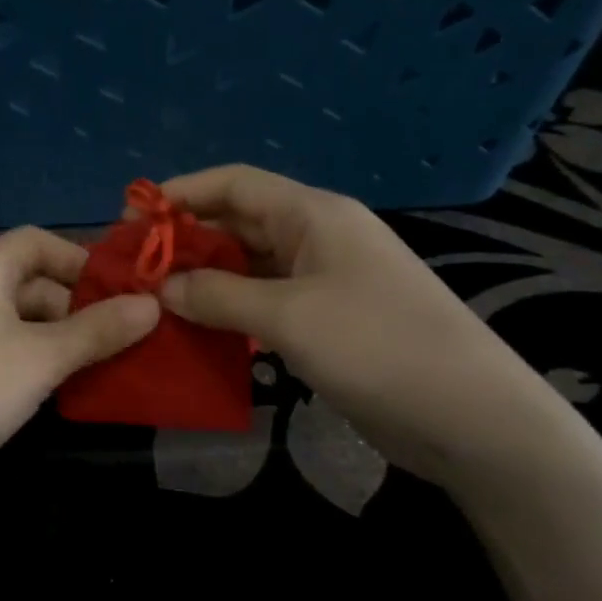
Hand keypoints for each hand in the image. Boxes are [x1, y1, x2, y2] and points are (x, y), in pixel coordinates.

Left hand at [0, 228, 159, 522]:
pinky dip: (30, 361)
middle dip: (76, 305)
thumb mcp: (40, 358)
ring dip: (57, 338)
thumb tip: (152, 304)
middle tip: (120, 339)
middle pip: (29, 280)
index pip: (38, 241)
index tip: (122, 293)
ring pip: (16, 320)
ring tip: (98, 367)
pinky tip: (55, 390)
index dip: (82, 259)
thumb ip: (97, 330)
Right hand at [157, 165, 571, 489]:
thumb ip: (218, 296)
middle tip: (133, 270)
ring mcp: (323, 281)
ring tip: (153, 303)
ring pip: (247, 267)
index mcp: (313, 214)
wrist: (469, 417)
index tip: (131, 218)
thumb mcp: (288, 316)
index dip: (181, 193)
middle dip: (185, 241)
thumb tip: (161, 288)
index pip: (234, 183)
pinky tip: (197, 332)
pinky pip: (263, 304)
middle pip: (237, 223)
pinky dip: (229, 313)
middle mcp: (316, 238)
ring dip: (203, 281)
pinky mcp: (325, 321)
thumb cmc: (377, 346)